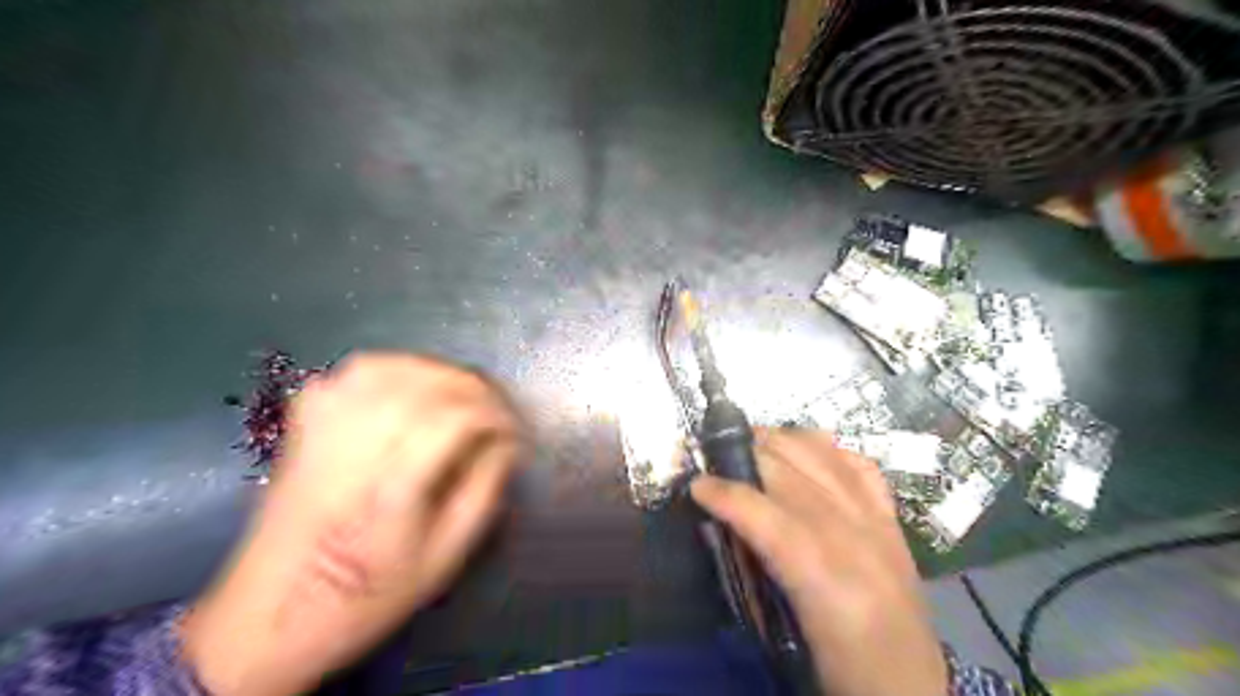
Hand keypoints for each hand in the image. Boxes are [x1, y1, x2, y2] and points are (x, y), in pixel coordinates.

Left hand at [181, 353, 525, 695]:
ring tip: (463, 395)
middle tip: (498, 410)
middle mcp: (353, 446)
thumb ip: (483, 491)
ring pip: (390, 368)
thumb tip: (508, 443)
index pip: (454, 419)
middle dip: (475, 389)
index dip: (496, 415)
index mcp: (390, 487)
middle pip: (424, 384)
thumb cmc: (366, 593)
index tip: (516, 431)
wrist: (271, 613)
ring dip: (438, 373)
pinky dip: (394, 367)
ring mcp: (322, 427)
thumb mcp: (444, 557)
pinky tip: (412, 386)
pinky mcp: (306, 421)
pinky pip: (354, 371)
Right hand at [694, 429, 944, 694]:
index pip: (761, 512)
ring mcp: (875, 519)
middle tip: (714, 456)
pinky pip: (857, 463)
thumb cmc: (840, 668)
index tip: (695, 485)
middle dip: (743, 453)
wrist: (911, 688)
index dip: (723, 491)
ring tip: (753, 444)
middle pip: (788, 469)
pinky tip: (807, 453)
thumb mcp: (782, 628)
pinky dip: (827, 450)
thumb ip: (752, 572)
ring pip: (822, 453)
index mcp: (821, 573)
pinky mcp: (891, 518)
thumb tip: (724, 528)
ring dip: (780, 440)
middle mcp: (852, 533)